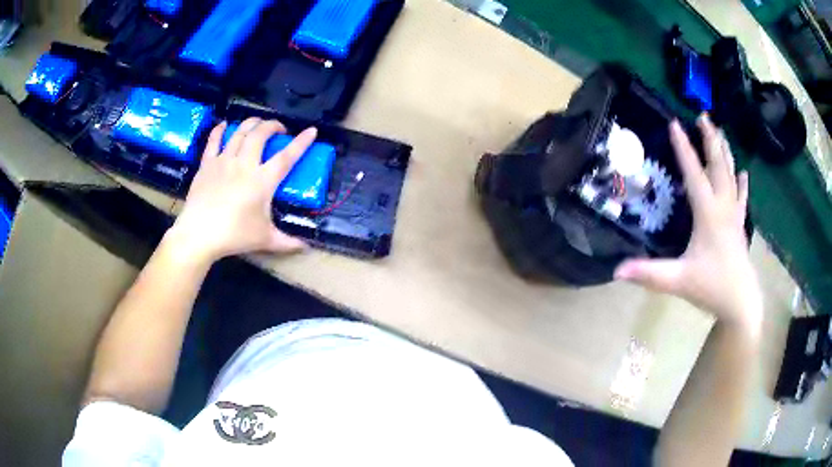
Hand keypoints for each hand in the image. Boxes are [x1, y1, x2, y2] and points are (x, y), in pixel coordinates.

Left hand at [166, 117, 317, 263]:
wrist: (199, 234)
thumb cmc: (234, 236)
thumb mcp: (265, 240)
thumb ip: (287, 242)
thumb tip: (305, 247)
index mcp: (263, 180)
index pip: (287, 156)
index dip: (301, 142)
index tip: (311, 130)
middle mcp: (245, 164)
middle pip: (260, 134)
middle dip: (272, 125)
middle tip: (278, 130)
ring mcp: (224, 161)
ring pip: (240, 132)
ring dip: (251, 123)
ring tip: (257, 124)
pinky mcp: (207, 164)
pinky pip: (214, 140)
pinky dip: (220, 129)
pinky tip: (224, 124)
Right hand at [615, 115, 761, 328]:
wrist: (740, 302)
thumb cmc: (711, 287)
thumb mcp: (678, 280)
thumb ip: (648, 273)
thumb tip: (615, 270)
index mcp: (708, 213)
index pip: (694, 173)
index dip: (683, 148)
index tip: (674, 123)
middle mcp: (723, 206)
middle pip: (718, 165)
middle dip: (710, 139)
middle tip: (703, 116)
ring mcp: (734, 214)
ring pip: (731, 175)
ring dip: (725, 152)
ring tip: (720, 132)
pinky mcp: (740, 225)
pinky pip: (742, 197)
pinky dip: (742, 182)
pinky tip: (744, 172)